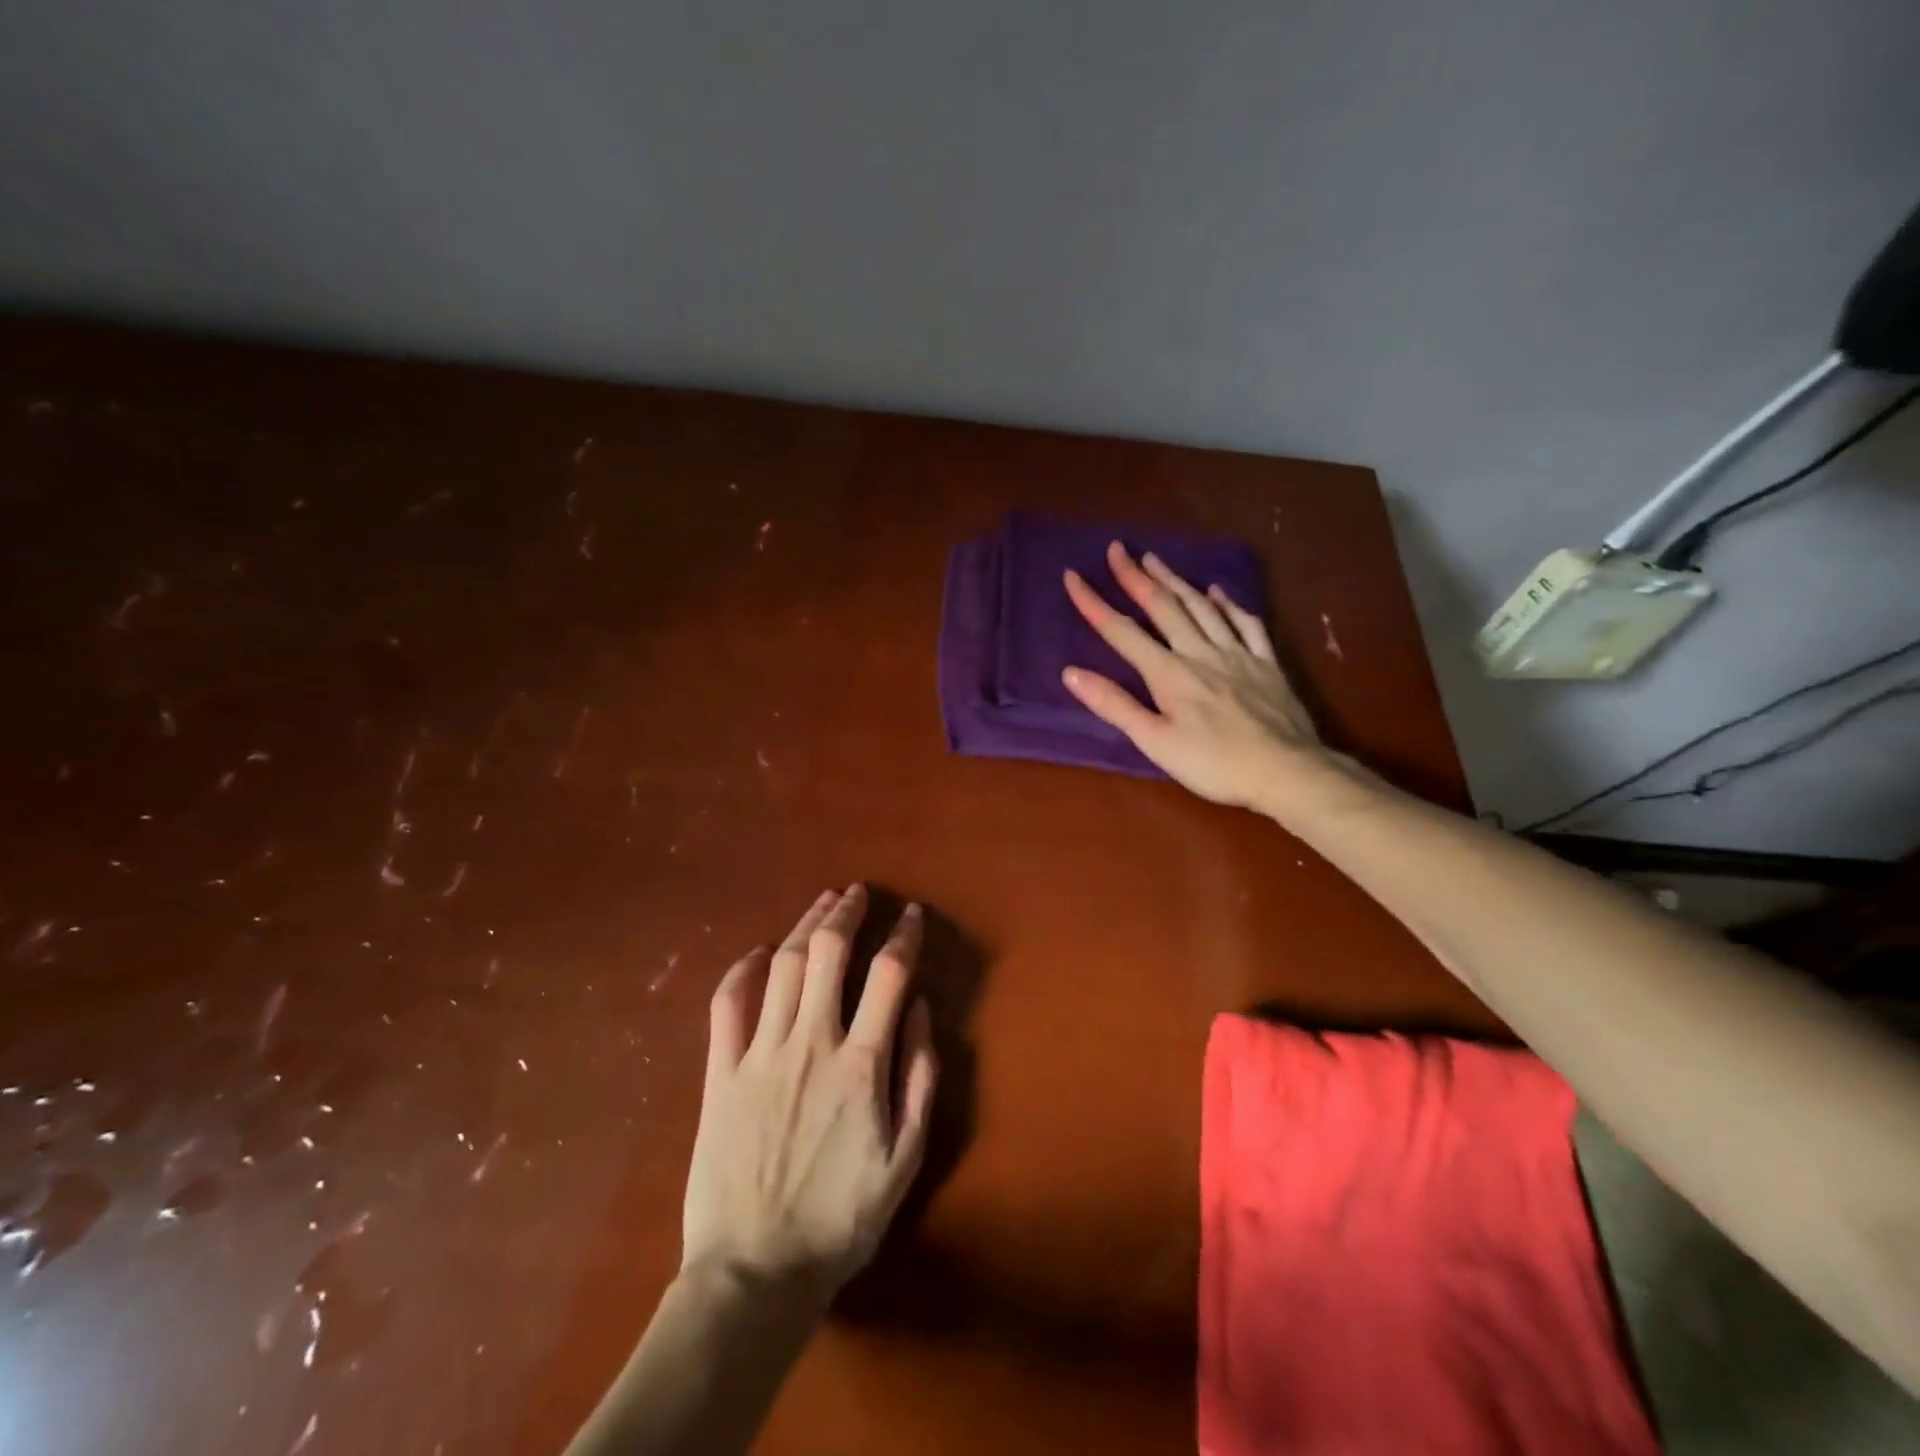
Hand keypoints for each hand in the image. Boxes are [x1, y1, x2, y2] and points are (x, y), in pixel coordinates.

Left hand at [682, 885, 936, 1297]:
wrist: (755, 1272)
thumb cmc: (840, 1219)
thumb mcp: (905, 1159)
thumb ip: (919, 1078)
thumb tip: (919, 1009)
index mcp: (861, 1064)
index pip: (888, 975)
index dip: (903, 935)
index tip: (911, 914)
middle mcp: (810, 1043)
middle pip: (827, 954)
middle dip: (845, 913)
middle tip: (856, 894)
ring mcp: (760, 1054)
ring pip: (781, 966)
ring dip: (804, 927)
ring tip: (821, 904)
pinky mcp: (721, 1073)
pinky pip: (726, 1005)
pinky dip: (741, 970)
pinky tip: (757, 952)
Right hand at [1062, 542, 1328, 808]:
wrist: (1285, 771)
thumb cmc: (1213, 764)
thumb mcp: (1155, 742)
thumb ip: (1114, 705)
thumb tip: (1071, 673)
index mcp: (1169, 673)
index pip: (1121, 631)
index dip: (1094, 603)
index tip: (1073, 576)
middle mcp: (1199, 652)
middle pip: (1163, 607)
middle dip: (1136, 576)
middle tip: (1117, 549)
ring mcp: (1237, 654)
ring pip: (1201, 607)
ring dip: (1175, 580)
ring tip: (1155, 559)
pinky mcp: (1266, 663)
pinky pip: (1246, 623)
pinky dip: (1228, 604)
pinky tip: (1217, 592)